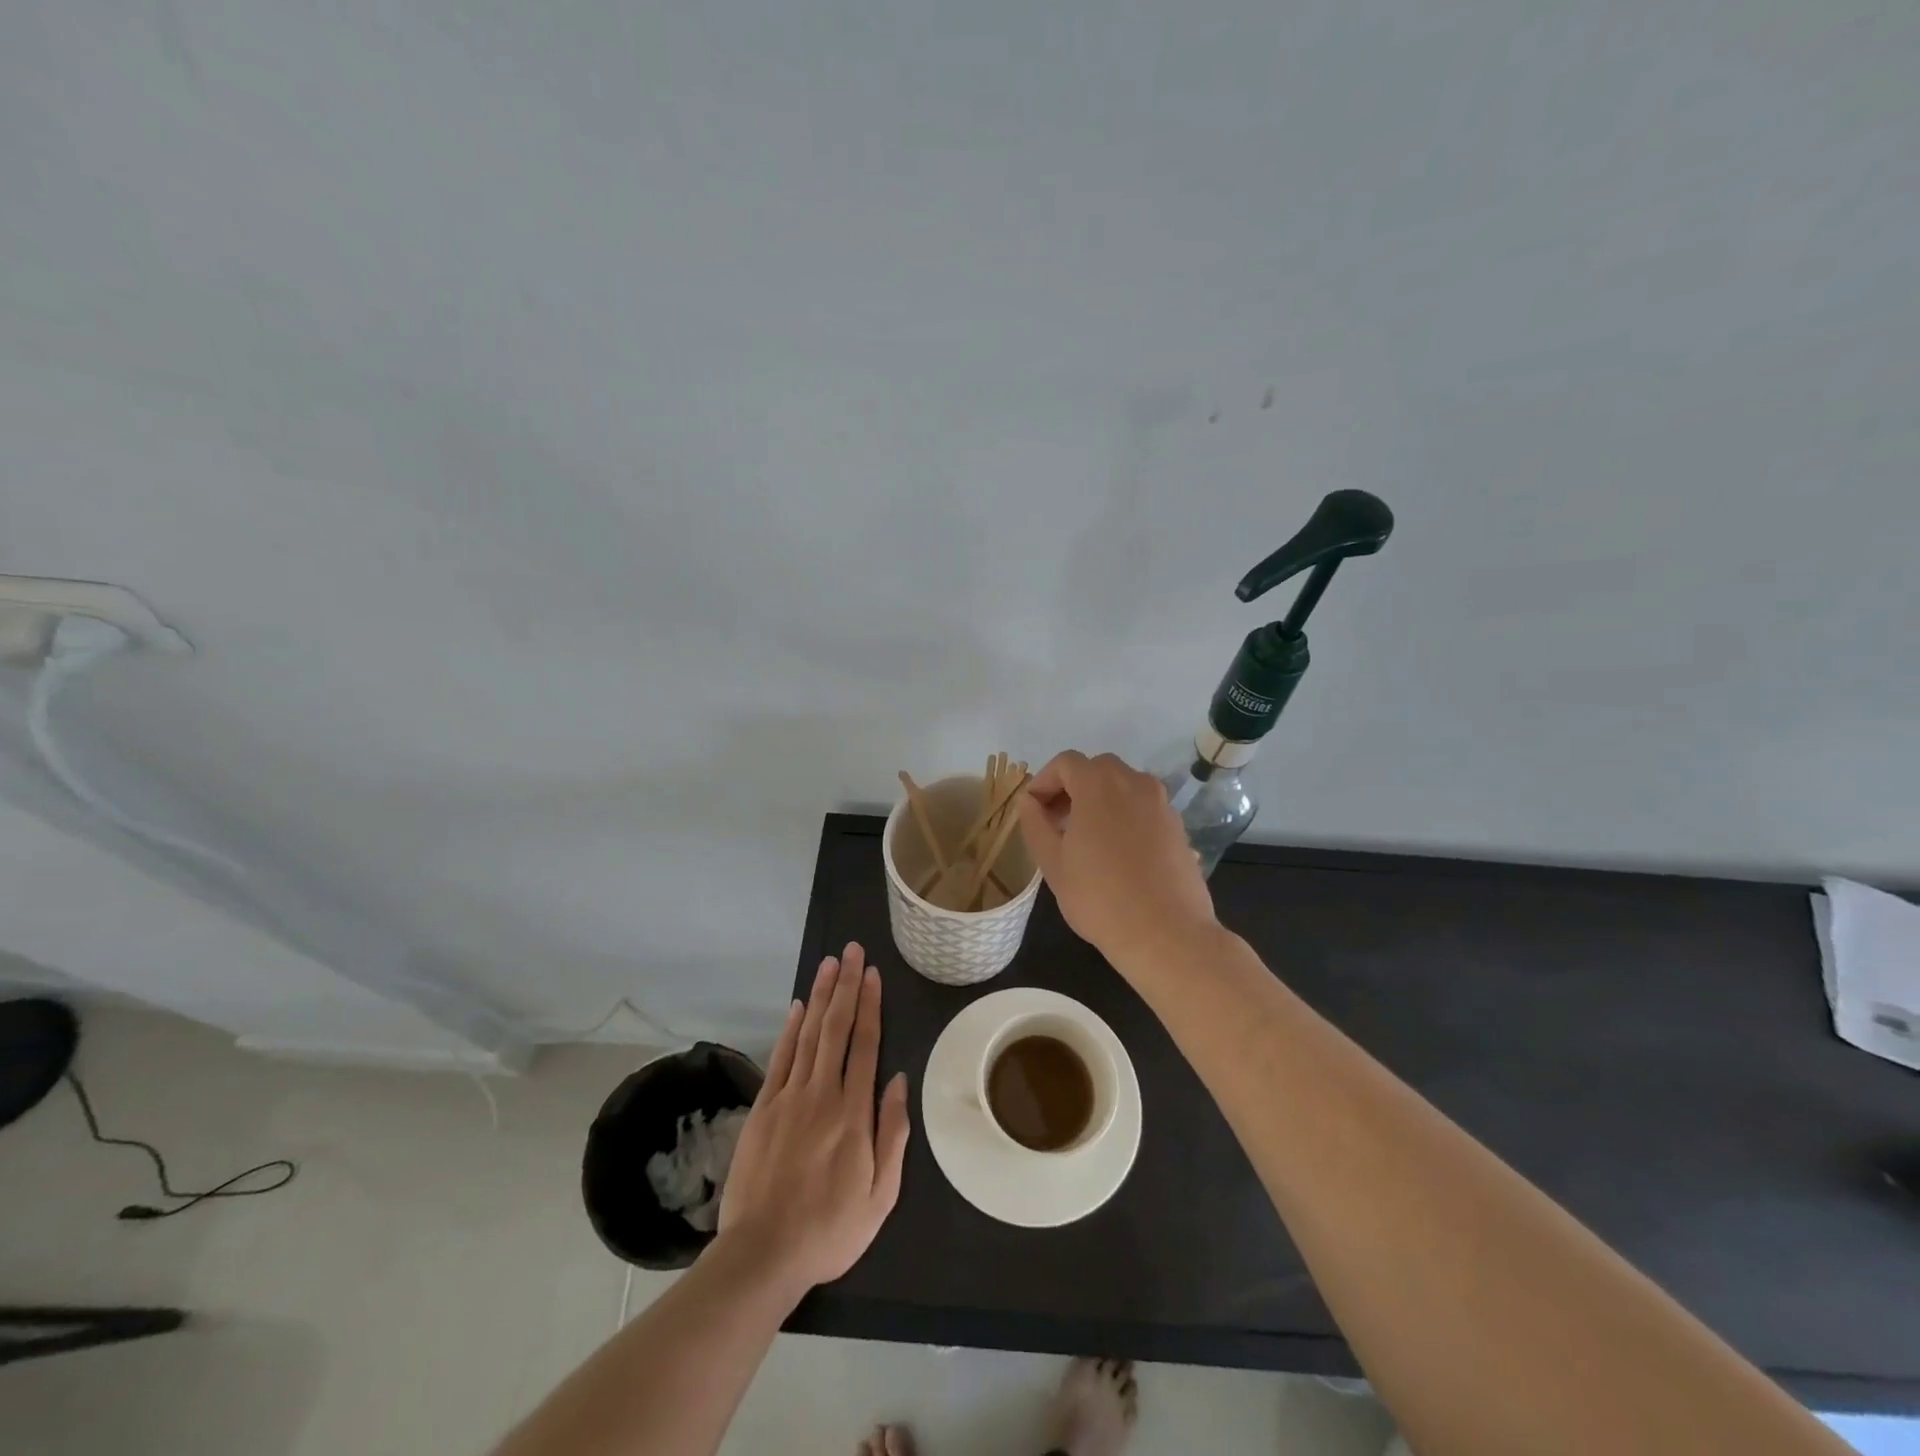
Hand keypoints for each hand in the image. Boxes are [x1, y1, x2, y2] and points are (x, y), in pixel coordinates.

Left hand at [717, 943, 910, 1293]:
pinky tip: (799, 1007)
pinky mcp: (764, 1108)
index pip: (865, 1044)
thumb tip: (898, 1080)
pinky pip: (780, 1059)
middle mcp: (822, 1093)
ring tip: (829, 964)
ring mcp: (789, 1098)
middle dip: (846, 986)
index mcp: (854, 1113)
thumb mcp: (881, 1195)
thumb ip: (892, 1133)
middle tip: (851, 951)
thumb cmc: (830, 1229)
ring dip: (820, 996)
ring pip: (809, 1034)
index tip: (873, 974)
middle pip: (836, 1028)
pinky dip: (790, 1029)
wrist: (763, 1254)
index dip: (870, 1005)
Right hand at [1017, 751, 1217, 956]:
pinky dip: (1125, 815)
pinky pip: (1144, 807)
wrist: (1166, 933)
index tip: (1034, 810)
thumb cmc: (1100, 898)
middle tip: (1056, 822)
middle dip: (1072, 787)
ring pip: (1123, 786)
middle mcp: (1134, 783)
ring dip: (1100, 800)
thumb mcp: (1053, 863)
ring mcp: (1161, 803)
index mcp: (1099, 785)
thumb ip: (1035, 824)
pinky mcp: (1178, 826)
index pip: (1066, 762)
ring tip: (1086, 838)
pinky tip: (1117, 852)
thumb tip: (1028, 801)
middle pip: (1097, 769)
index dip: (1044, 781)